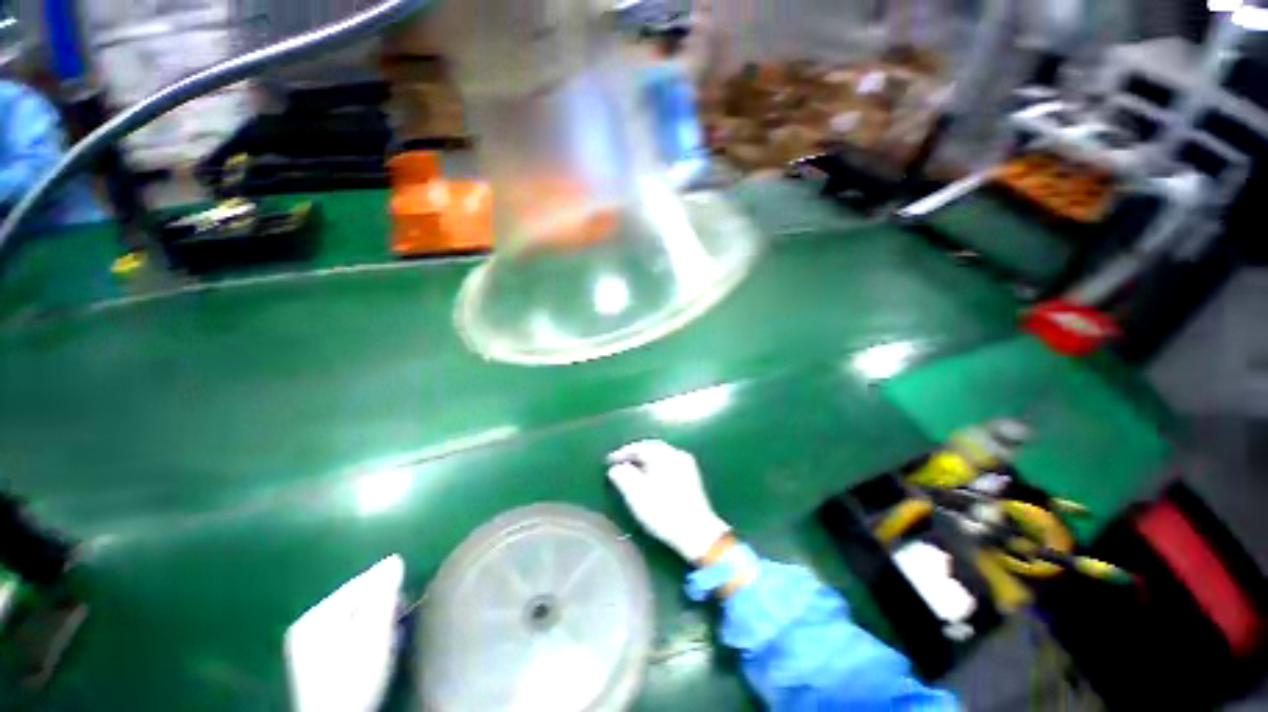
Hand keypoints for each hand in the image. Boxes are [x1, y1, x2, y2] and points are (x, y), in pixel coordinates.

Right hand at [606, 440, 730, 561]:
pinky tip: (650, 476)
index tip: (609, 461)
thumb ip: (623, 477)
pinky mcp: (691, 475)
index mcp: (663, 455)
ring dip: (645, 458)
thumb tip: (615, 467)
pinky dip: (656, 464)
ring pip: (661, 454)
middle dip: (635, 453)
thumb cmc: (663, 512)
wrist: (696, 532)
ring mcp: (686, 464)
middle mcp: (676, 453)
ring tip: (633, 469)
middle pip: (651, 447)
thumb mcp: (636, 496)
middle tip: (620, 461)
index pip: (639, 446)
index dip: (622, 452)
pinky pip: (668, 462)